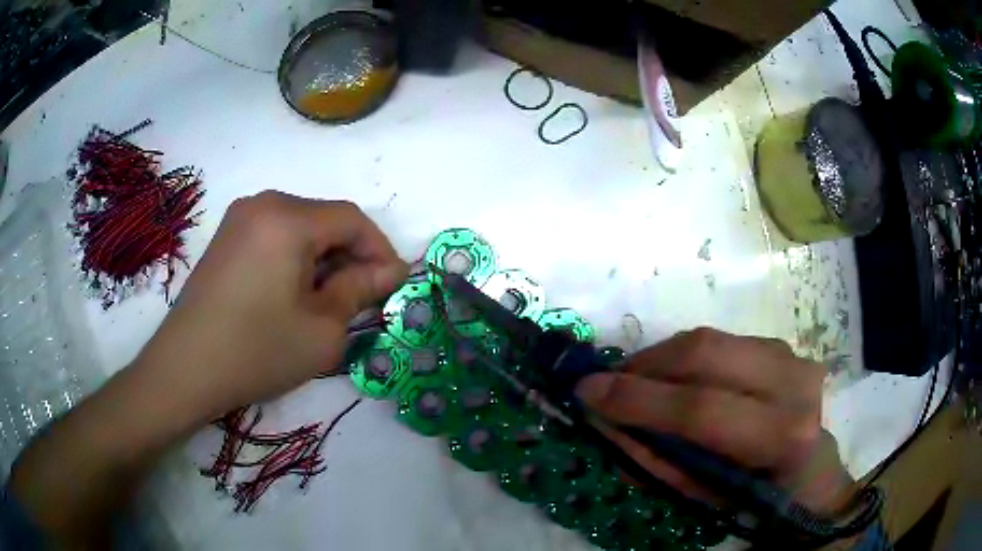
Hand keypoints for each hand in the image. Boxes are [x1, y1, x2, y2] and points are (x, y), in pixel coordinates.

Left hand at [136, 191, 406, 418]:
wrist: (186, 370)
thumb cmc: (257, 352)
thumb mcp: (321, 329)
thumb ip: (360, 291)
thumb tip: (390, 271)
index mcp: (288, 218)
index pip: (352, 220)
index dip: (380, 250)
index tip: (394, 285)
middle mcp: (263, 203)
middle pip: (325, 219)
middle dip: (351, 256)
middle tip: (363, 298)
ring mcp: (239, 218)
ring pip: (300, 228)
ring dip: (324, 258)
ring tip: (329, 300)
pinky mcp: (226, 238)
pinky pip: (275, 236)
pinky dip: (296, 259)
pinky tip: (294, 294)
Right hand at [576, 328, 854, 516]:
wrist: (810, 474)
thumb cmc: (757, 499)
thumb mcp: (703, 498)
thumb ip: (654, 461)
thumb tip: (605, 424)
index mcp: (780, 436)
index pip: (701, 409)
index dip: (639, 400)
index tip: (587, 392)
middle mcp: (793, 382)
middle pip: (705, 354)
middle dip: (645, 366)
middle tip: (608, 382)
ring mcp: (791, 356)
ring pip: (710, 339)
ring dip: (661, 358)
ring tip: (635, 381)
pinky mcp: (782, 345)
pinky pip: (720, 341)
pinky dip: (684, 356)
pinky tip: (670, 377)